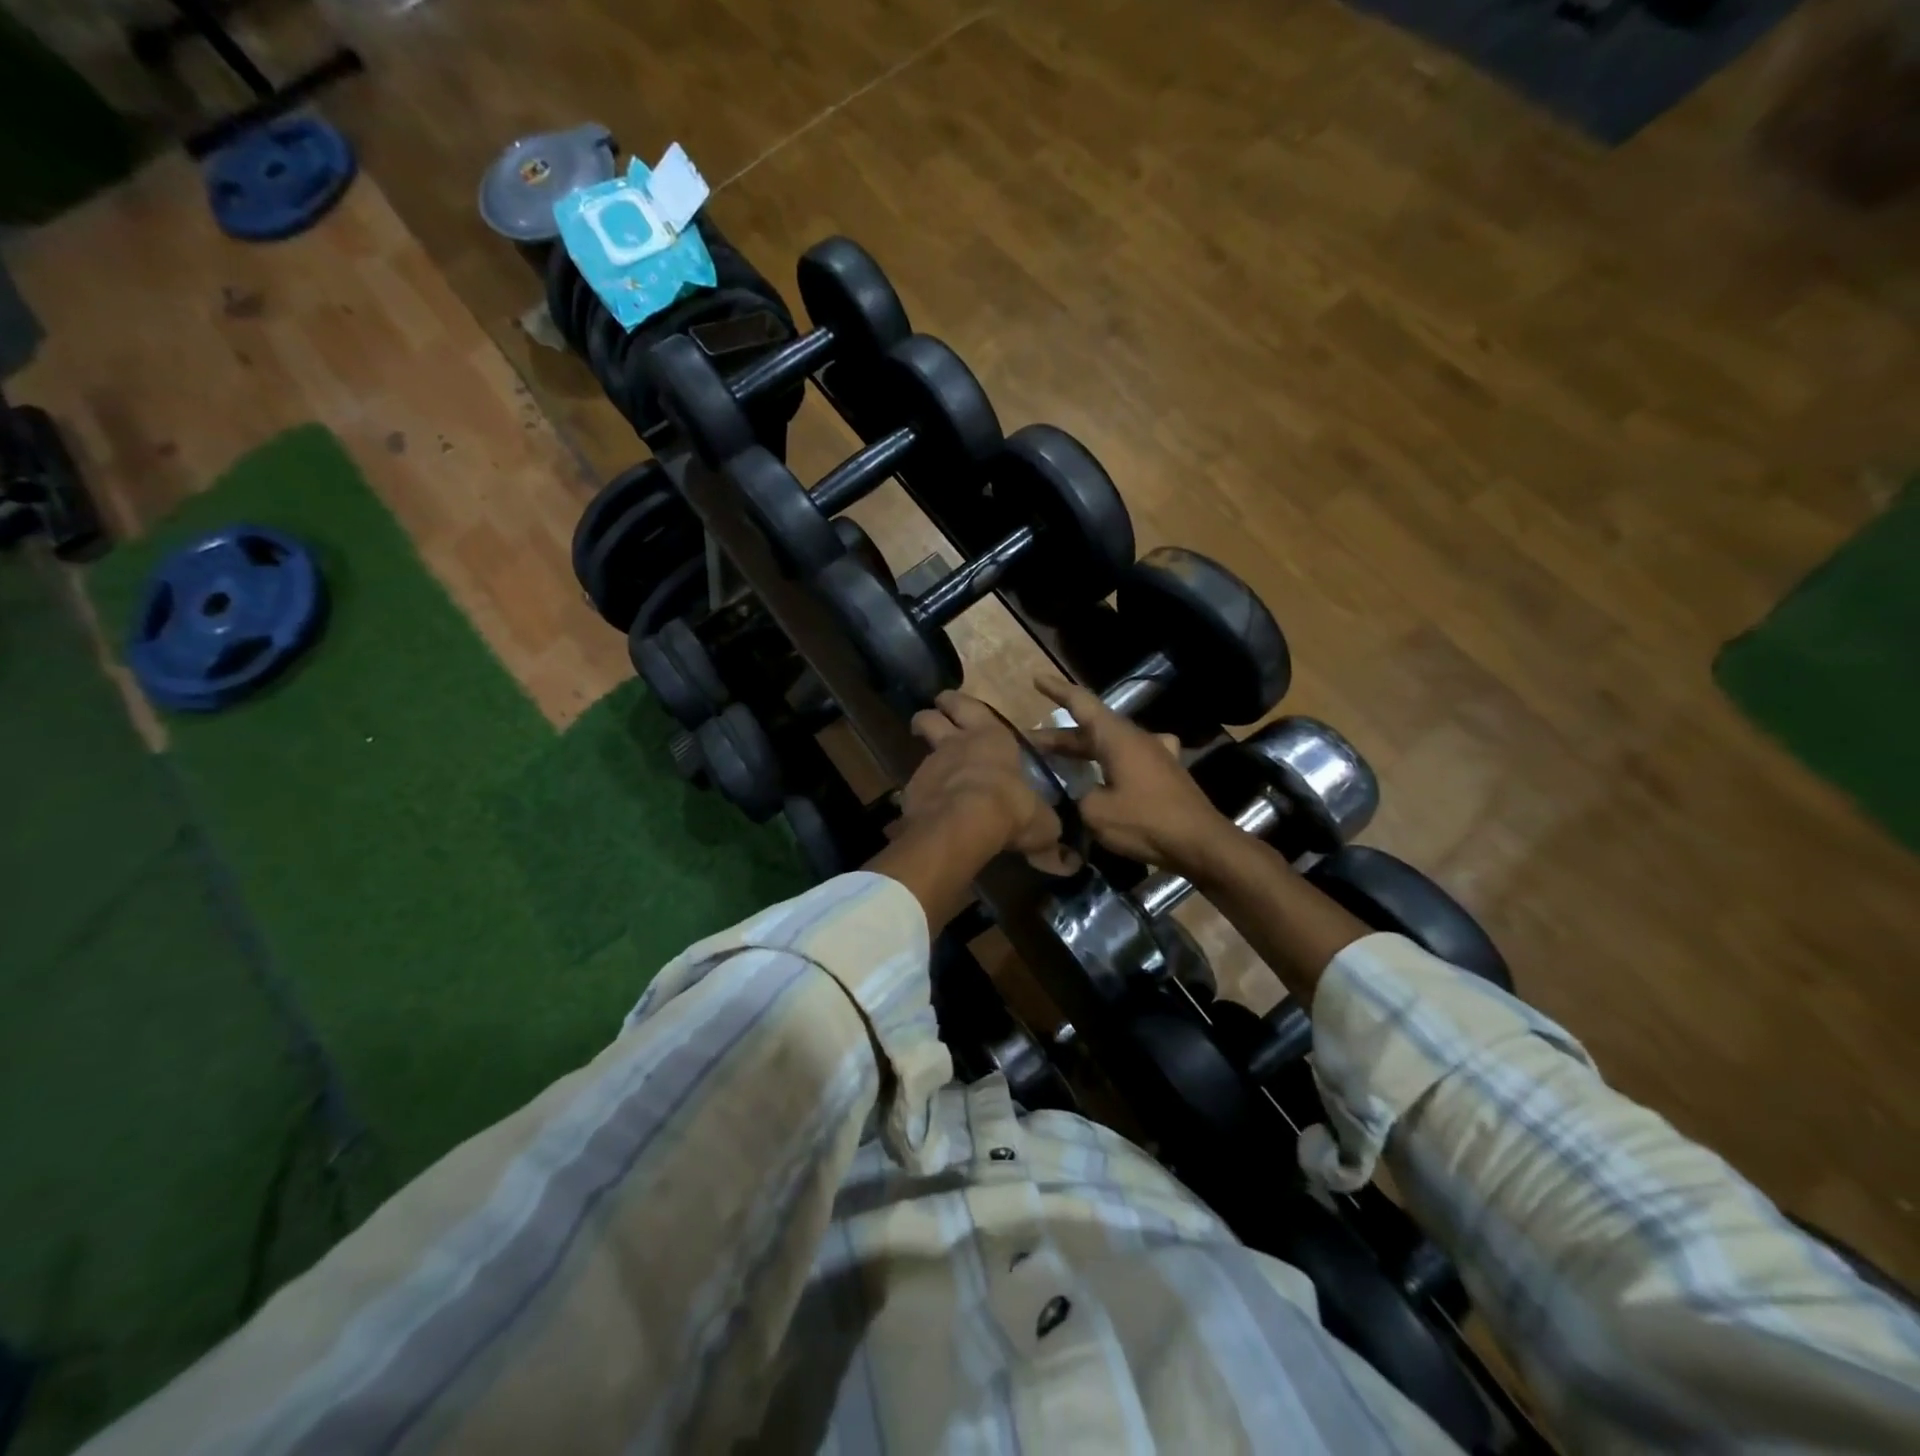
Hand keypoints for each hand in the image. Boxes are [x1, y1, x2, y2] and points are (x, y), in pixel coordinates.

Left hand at [903, 691, 1061, 858]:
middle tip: (927, 722)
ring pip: (921, 751)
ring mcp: (931, 765)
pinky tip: (928, 810)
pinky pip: (915, 788)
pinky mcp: (912, 791)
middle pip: (931, 717)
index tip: (949, 704)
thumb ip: (1044, 825)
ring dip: (926, 758)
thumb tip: (1058, 848)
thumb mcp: (1041, 821)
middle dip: (929, 716)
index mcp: (991, 737)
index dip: (956, 704)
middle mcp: (956, 743)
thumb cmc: (1010, 807)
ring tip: (932, 773)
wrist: (964, 824)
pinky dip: (920, 796)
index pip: (969, 706)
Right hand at [1032, 674, 1233, 876]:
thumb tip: (1076, 795)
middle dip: (1059, 736)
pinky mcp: (1164, 773)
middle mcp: (1136, 738)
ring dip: (1083, 749)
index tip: (1037, 679)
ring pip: (1109, 744)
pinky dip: (1109, 762)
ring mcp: (1154, 754)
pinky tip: (1107, 773)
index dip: (1057, 690)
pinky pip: (1128, 758)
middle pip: (1091, 728)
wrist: (1201, 843)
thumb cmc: (1146, 821)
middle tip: (1030, 743)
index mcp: (1117, 737)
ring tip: (1058, 759)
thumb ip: (1076, 796)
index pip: (1082, 703)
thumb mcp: (1095, 812)